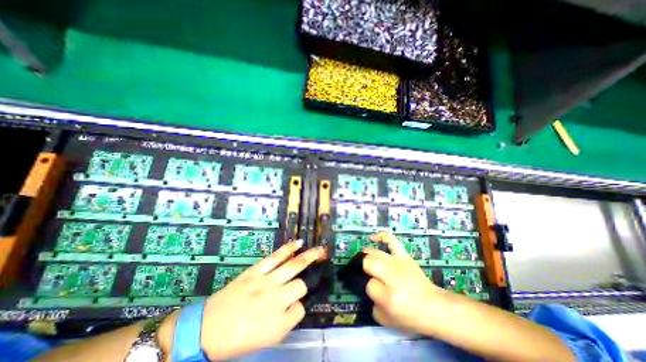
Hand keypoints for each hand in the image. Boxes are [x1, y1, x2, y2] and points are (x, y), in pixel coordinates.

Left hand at [157, 239, 328, 359]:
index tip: (293, 305)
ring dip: (309, 256)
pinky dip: (289, 249)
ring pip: (293, 266)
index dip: (298, 306)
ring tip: (320, 249)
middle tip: (323, 261)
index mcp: (278, 323)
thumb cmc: (238, 339)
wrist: (207, 328)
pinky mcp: (256, 271)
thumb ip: (286, 320)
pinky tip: (299, 243)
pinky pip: (277, 257)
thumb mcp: (266, 339)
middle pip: (301, 285)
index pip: (300, 308)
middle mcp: (275, 300)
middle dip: (310, 277)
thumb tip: (297, 301)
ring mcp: (266, 282)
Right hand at [362, 233, 450, 333]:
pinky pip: (390, 239)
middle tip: (368, 274)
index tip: (375, 292)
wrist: (434, 307)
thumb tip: (366, 288)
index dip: (369, 288)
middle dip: (366, 269)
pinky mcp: (404, 255)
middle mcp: (393, 276)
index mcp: (389, 297)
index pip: (369, 285)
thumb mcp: (387, 320)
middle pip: (369, 263)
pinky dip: (380, 236)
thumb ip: (372, 305)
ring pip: (375, 253)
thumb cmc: (411, 316)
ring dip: (368, 256)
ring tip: (366, 260)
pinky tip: (372, 238)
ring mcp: (399, 263)